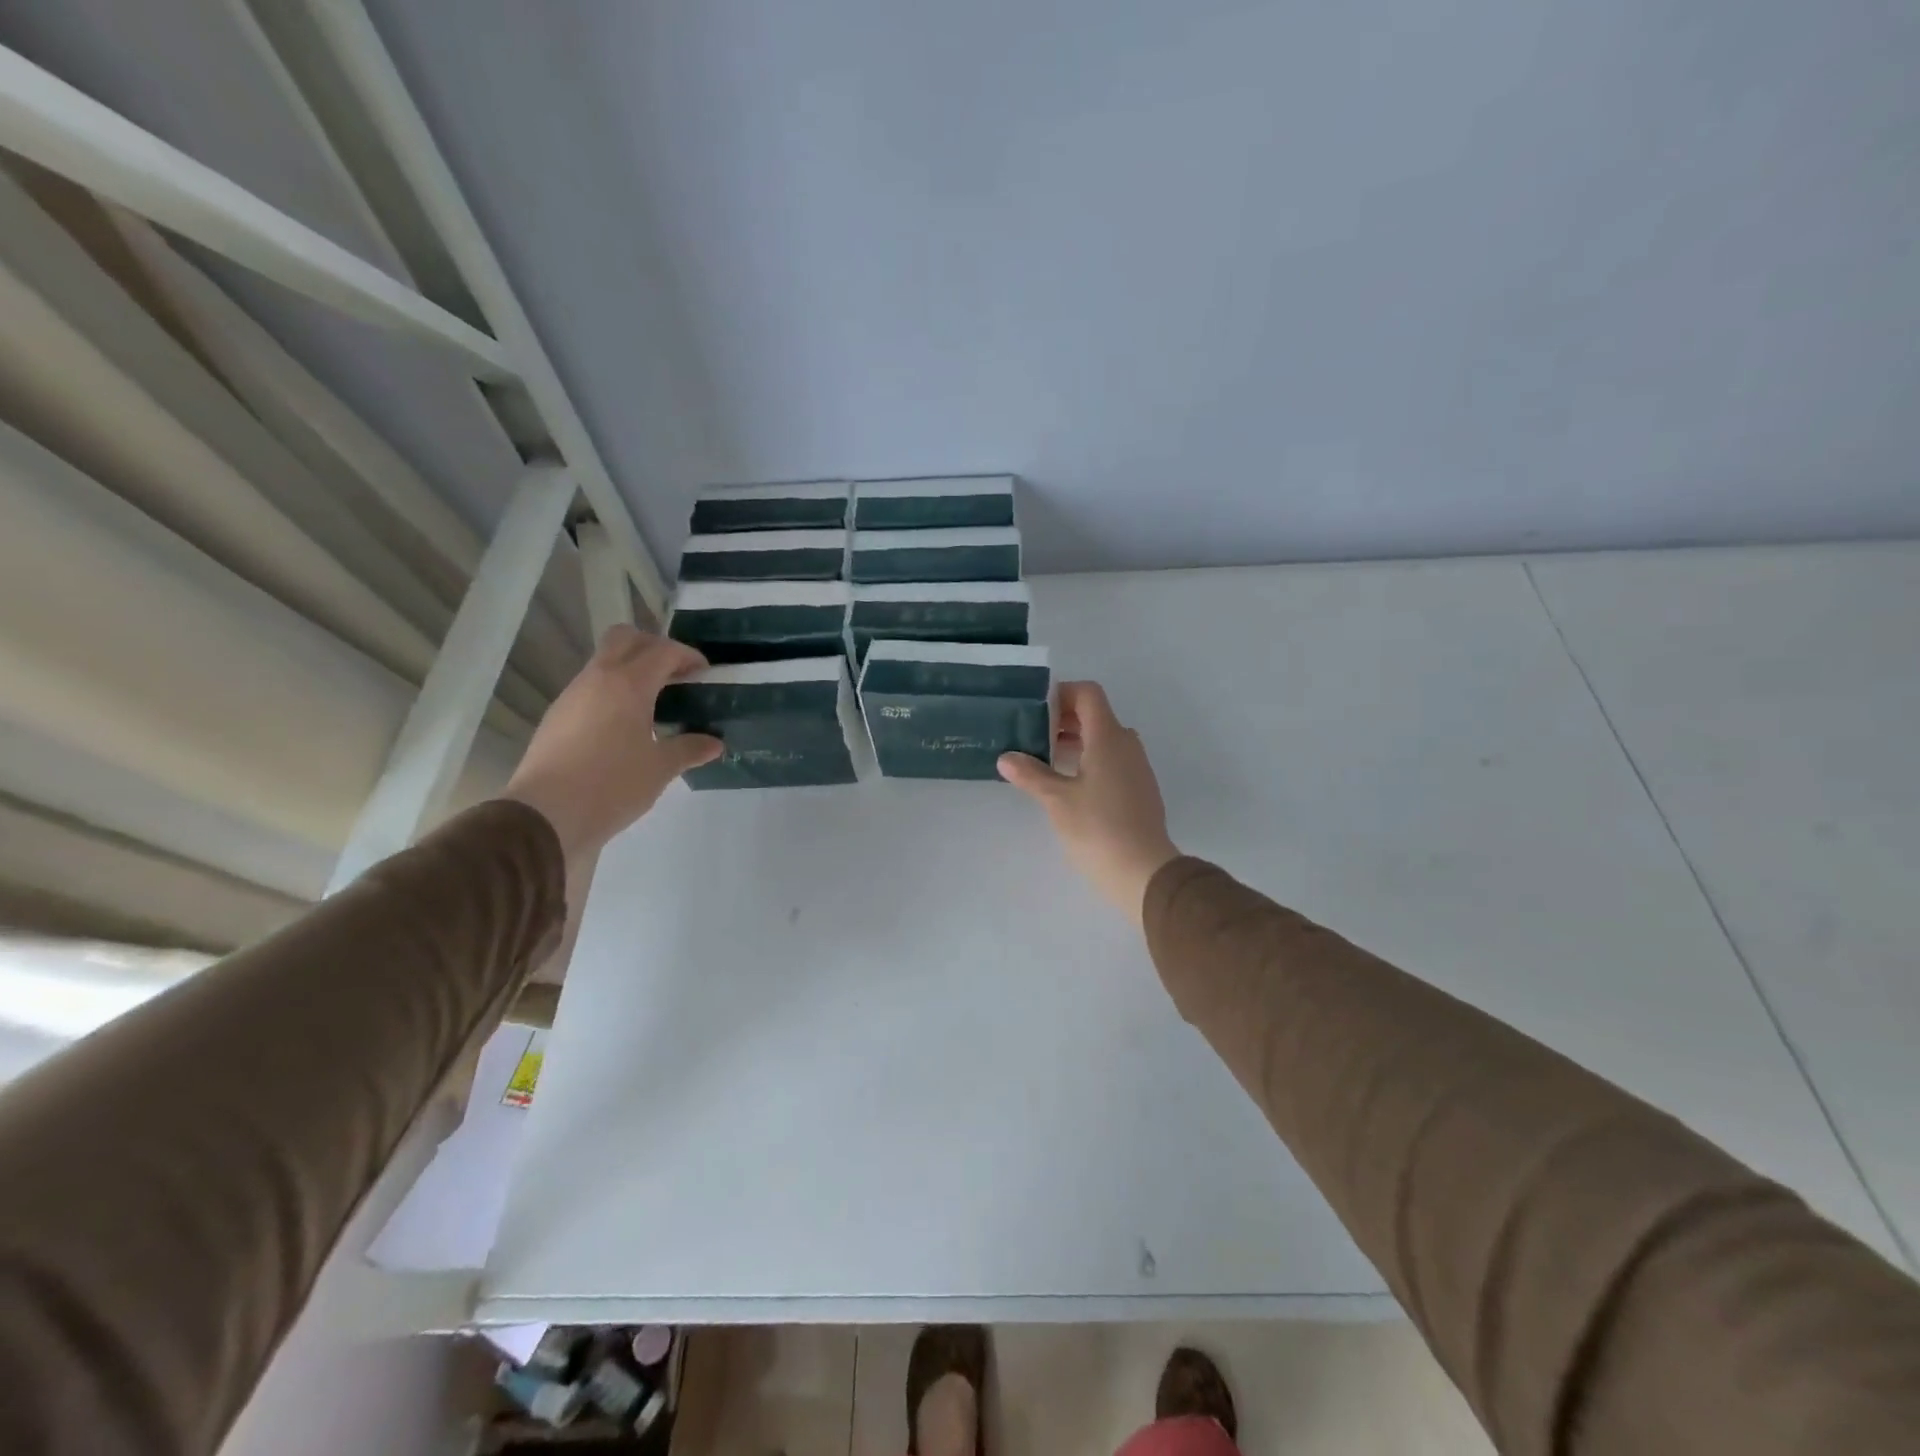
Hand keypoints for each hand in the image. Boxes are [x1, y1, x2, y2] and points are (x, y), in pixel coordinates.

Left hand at [501, 626, 721, 857]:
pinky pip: (591, 687)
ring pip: (604, 661)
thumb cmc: (612, 785)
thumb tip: (715, 744)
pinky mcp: (557, 716)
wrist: (545, 815)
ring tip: (654, 702)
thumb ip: (689, 749)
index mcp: (628, 684)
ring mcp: (572, 695)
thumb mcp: (660, 769)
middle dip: (654, 647)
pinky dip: (613, 691)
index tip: (704, 673)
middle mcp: (597, 679)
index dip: (687, 656)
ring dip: (631, 669)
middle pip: (625, 638)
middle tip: (675, 674)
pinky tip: (625, 724)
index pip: (663, 651)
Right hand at [998, 681, 1180, 923]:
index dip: (1062, 694)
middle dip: (1063, 719)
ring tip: (1043, 758)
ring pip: (1104, 740)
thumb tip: (1006, 758)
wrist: (1143, 872)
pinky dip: (1088, 760)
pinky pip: (1112, 760)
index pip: (1088, 694)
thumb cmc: (1097, 828)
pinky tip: (1067, 783)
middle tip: (1031, 734)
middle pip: (1095, 715)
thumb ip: (1031, 774)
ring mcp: (1136, 767)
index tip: (1035, 710)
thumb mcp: (1057, 800)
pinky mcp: (1139, 789)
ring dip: (1075, 741)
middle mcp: (1127, 744)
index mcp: (1108, 737)